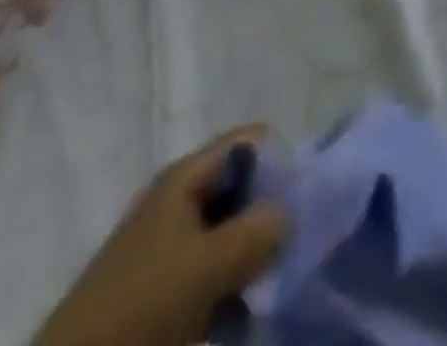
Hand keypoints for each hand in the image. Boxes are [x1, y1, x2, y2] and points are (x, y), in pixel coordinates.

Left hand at [34, 128, 285, 345]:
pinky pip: (211, 264)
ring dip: (251, 251)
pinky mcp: (162, 279)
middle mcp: (179, 194)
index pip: (250, 140)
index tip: (303, 194)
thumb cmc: (143, 302)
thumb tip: (289, 211)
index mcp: (186, 173)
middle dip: (269, 210)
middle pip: (242, 184)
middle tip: (291, 241)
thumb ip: (258, 230)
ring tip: (268, 279)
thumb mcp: (208, 265)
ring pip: (229, 229)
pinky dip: (230, 279)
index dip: (281, 159)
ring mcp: (168, 238)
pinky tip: (242, 306)